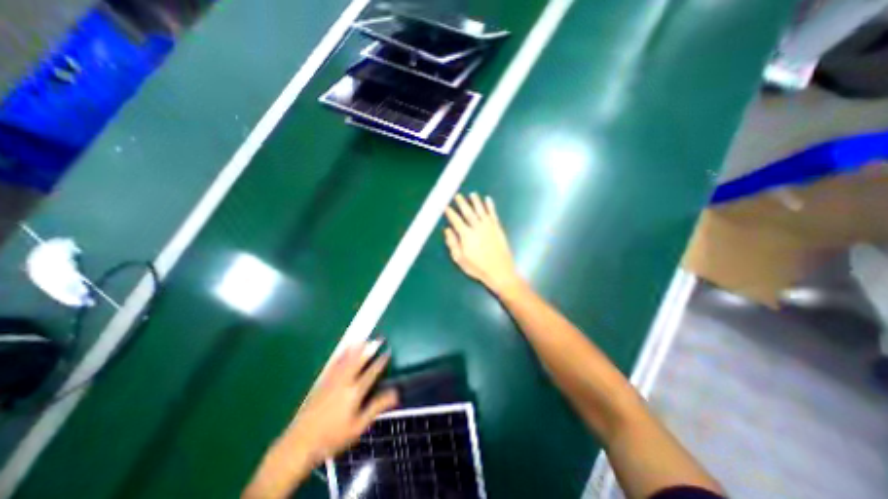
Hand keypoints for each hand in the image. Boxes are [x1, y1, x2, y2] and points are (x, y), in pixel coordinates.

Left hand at [242, 341, 397, 496]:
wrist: (300, 443)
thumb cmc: (333, 437)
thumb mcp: (358, 427)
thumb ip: (376, 408)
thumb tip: (395, 394)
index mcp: (355, 392)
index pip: (371, 373)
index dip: (380, 362)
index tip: (387, 352)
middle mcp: (344, 382)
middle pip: (359, 361)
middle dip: (370, 349)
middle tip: (378, 339)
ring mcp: (332, 380)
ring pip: (347, 359)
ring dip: (357, 348)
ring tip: (364, 339)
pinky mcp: (322, 381)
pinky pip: (334, 363)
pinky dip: (341, 354)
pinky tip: (344, 349)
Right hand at [444, 194, 522, 295]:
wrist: (500, 271)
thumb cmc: (478, 268)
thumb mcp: (460, 259)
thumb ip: (453, 243)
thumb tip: (447, 230)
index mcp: (466, 235)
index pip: (456, 220)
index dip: (450, 213)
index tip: (446, 206)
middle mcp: (477, 227)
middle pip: (468, 212)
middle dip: (462, 203)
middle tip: (457, 195)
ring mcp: (489, 227)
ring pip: (481, 210)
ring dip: (476, 201)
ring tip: (472, 194)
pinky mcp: (497, 228)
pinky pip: (493, 214)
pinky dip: (490, 206)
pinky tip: (488, 200)